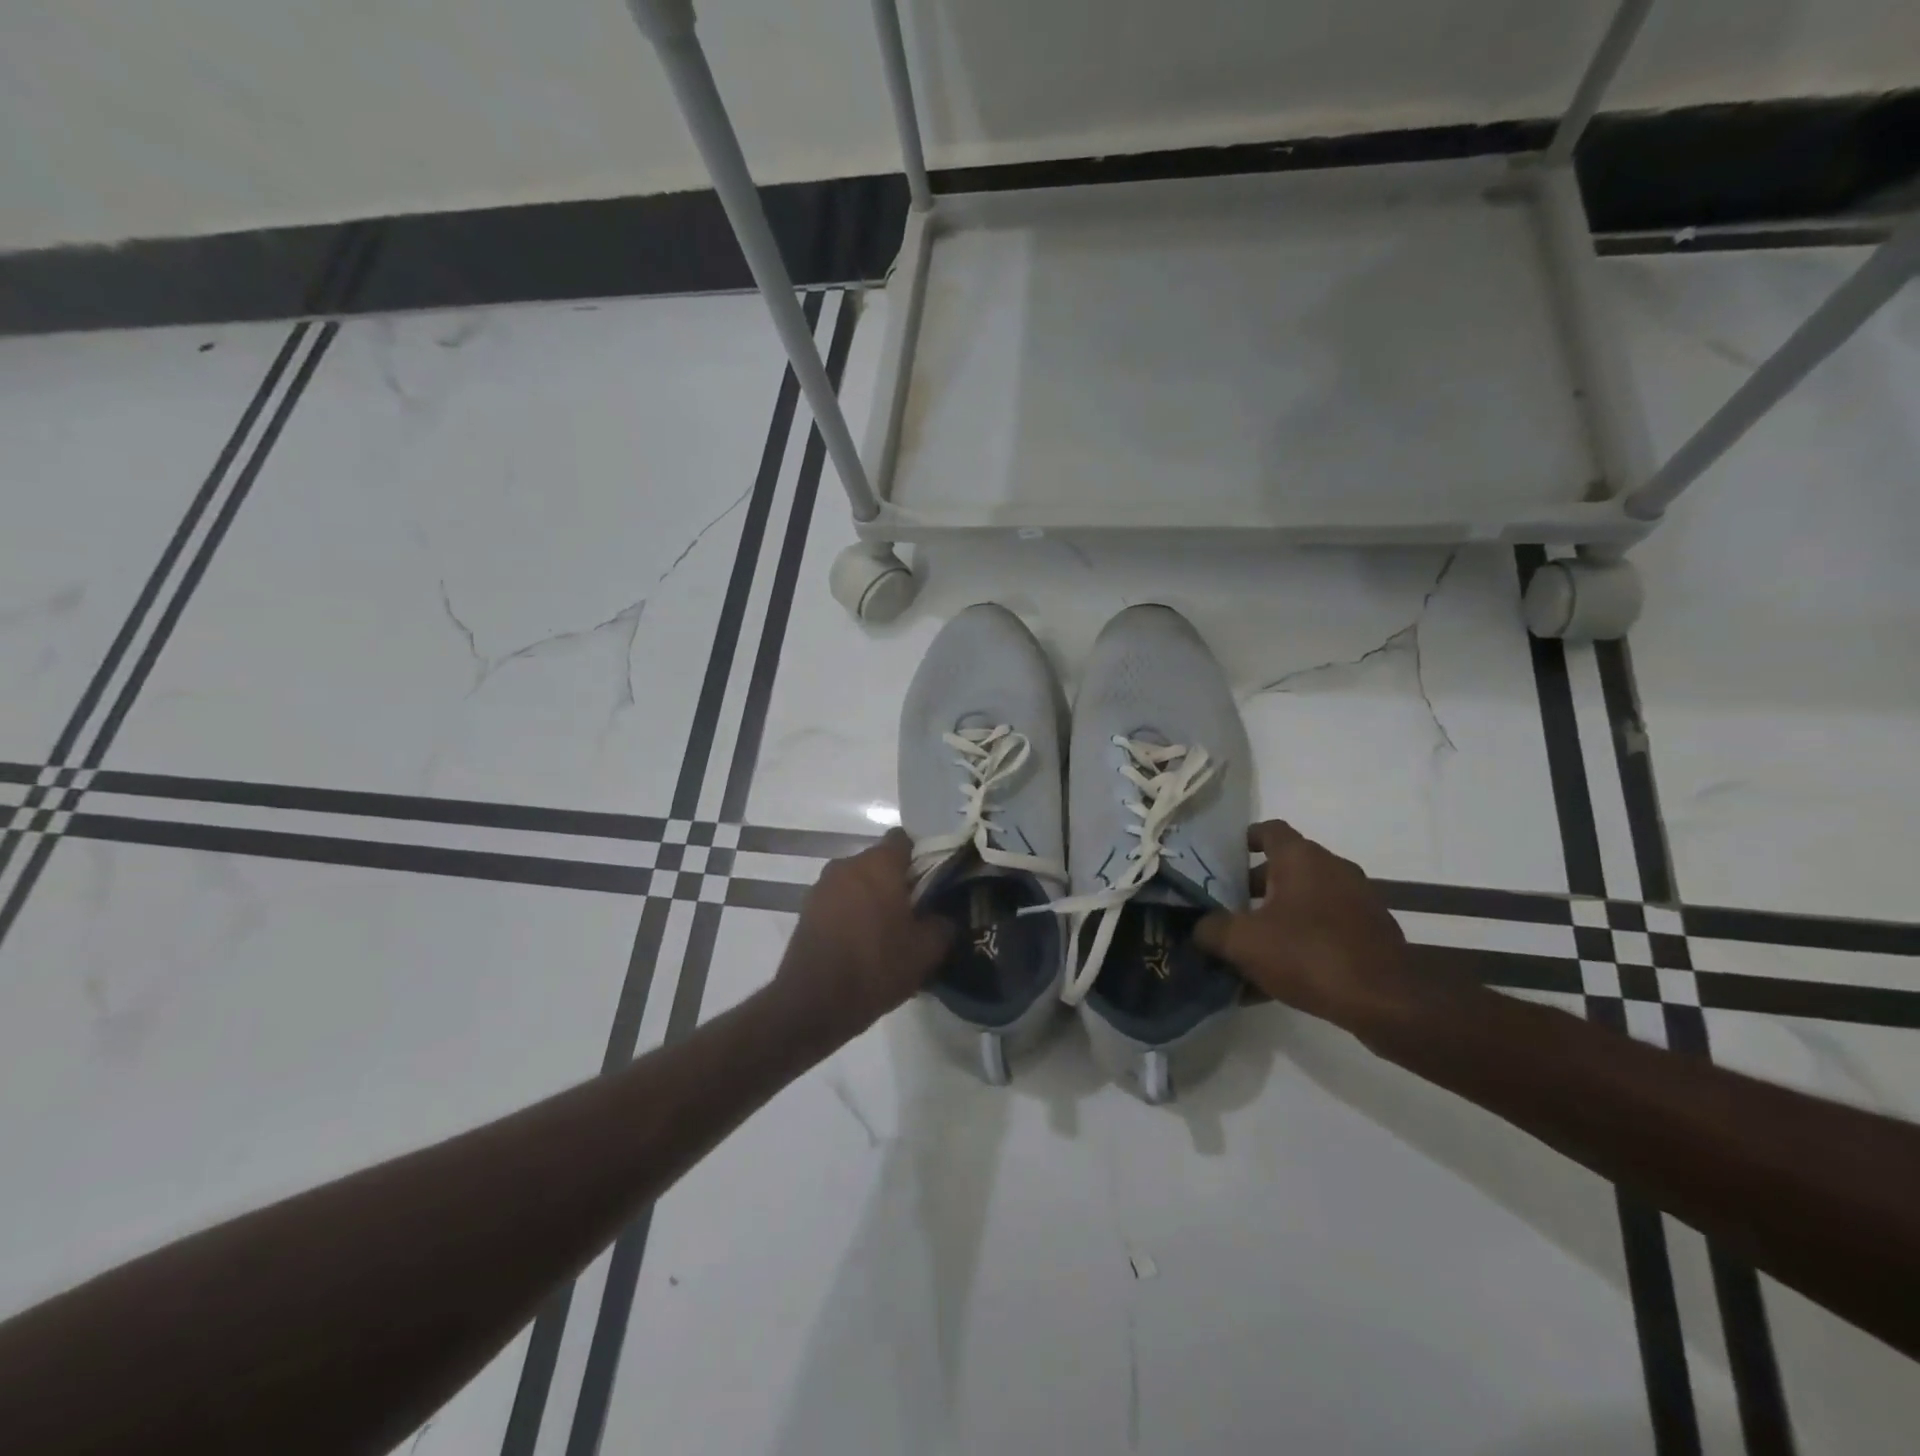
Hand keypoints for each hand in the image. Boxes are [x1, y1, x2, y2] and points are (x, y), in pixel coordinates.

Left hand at [775, 828, 953, 1038]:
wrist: (812, 1004)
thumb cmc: (875, 967)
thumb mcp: (926, 951)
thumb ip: (944, 923)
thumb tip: (945, 915)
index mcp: (878, 864)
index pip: (905, 838)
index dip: (923, 855)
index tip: (935, 881)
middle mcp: (847, 865)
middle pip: (881, 861)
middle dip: (900, 881)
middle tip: (919, 912)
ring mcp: (822, 886)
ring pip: (860, 882)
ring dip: (875, 898)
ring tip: (891, 932)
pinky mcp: (807, 910)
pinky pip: (841, 901)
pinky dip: (854, 913)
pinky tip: (865, 945)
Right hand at [1195, 820, 1428, 1035]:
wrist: (1387, 1001)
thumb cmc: (1309, 955)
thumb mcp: (1243, 942)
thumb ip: (1211, 929)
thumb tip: (1200, 927)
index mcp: (1301, 858)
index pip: (1269, 830)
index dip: (1243, 839)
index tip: (1222, 858)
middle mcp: (1333, 868)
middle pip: (1285, 866)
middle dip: (1254, 885)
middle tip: (1228, 907)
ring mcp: (1358, 900)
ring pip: (1305, 898)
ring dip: (1278, 914)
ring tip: (1251, 944)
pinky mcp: (1371, 932)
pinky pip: (1325, 926)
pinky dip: (1302, 937)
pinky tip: (1281, 973)